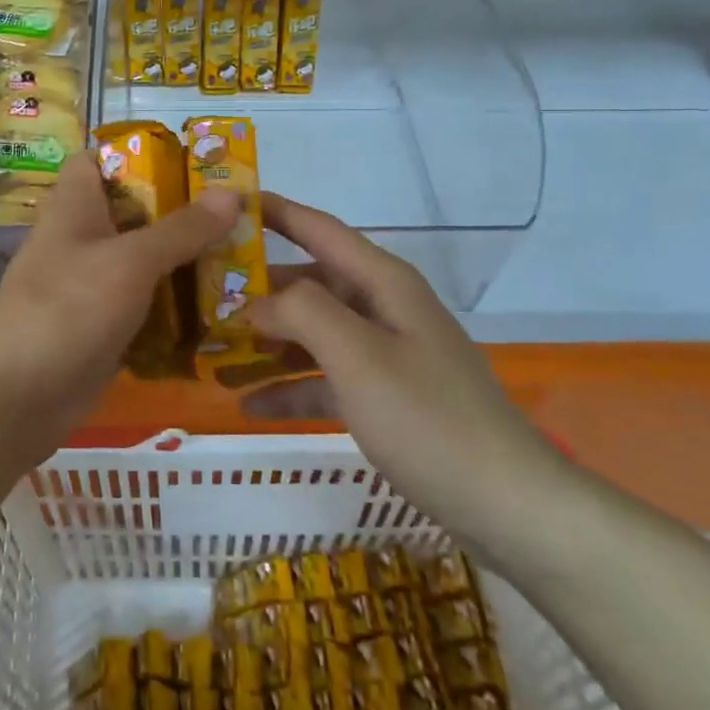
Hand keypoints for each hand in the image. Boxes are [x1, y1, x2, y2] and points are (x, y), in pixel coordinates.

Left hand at [0, 152, 238, 447]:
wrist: (17, 398)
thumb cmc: (68, 309)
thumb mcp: (130, 261)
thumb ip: (181, 229)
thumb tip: (232, 193)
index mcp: (75, 206)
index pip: (99, 160)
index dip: (140, 154)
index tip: (193, 162)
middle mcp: (82, 239)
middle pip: (134, 212)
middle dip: (182, 212)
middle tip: (240, 214)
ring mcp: (92, 286)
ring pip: (144, 262)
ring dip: (186, 262)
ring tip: (244, 258)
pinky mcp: (104, 327)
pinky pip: (146, 306)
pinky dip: (176, 306)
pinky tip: (221, 308)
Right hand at [246, 193, 568, 555]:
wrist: (507, 505)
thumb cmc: (428, 419)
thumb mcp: (359, 356)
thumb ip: (302, 313)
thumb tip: (258, 302)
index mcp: (383, 283)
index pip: (320, 228)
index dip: (276, 212)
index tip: (226, 203)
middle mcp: (384, 308)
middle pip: (311, 284)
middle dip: (258, 291)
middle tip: (203, 297)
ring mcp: (386, 354)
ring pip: (314, 334)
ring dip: (268, 344)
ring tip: (213, 354)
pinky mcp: (386, 398)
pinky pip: (326, 379)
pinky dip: (291, 387)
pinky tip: (248, 404)